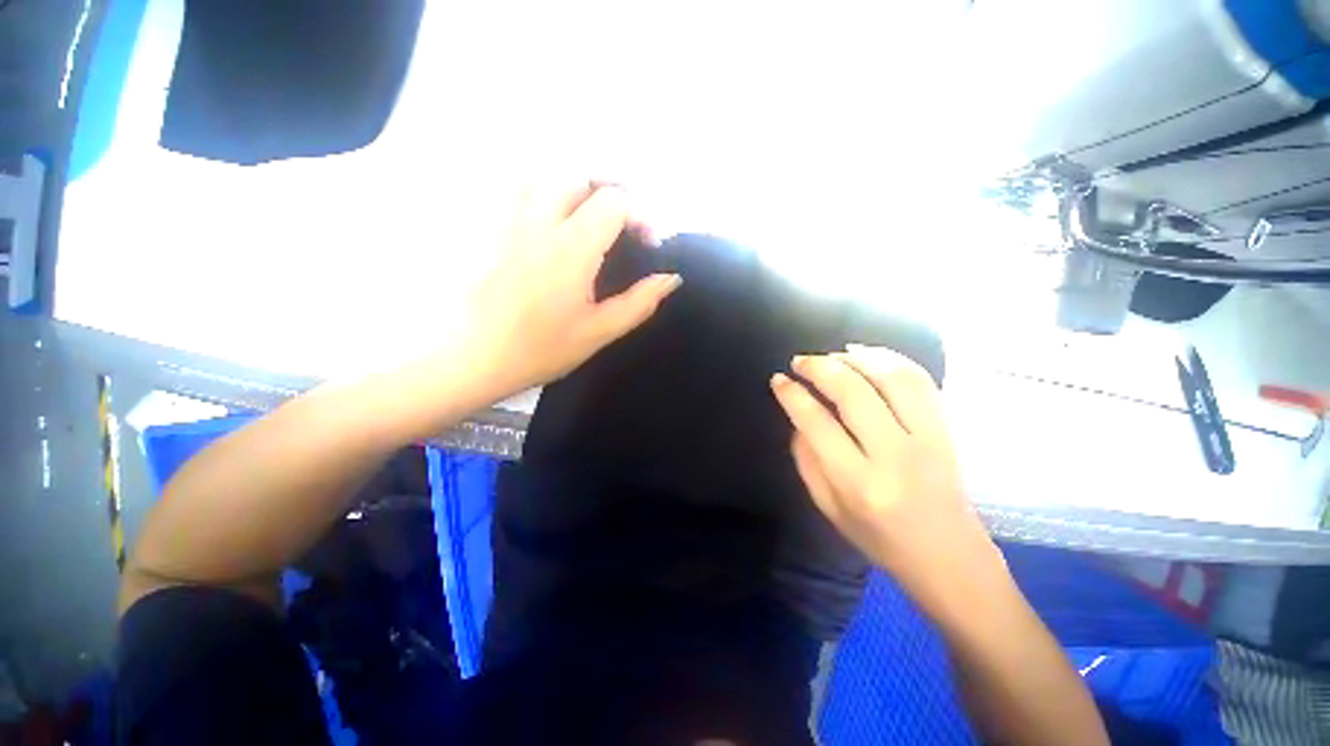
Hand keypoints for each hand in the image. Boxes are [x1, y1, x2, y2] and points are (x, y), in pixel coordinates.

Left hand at [466, 181, 680, 397]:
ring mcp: (510, 223)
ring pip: (545, 176)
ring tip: (591, 214)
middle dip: (611, 192)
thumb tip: (671, 279)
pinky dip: (545, 192)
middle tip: (623, 222)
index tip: (647, 243)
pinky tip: (553, 220)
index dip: (640, 215)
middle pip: (580, 177)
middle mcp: (540, 224)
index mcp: (572, 250)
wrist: (475, 358)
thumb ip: (640, 302)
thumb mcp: (599, 332)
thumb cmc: (542, 350)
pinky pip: (518, 191)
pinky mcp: (491, 230)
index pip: (613, 202)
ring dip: (576, 187)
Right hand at [770, 346, 999, 608]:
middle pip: (853, 392)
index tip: (778, 380)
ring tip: (832, 355)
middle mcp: (894, 455)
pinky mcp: (946, 430)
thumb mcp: (828, 508)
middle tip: (800, 361)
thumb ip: (807, 460)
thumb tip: (797, 417)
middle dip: (820, 367)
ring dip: (855, 358)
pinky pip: (920, 381)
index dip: (792, 395)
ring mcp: (927, 439)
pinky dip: (891, 359)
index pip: (817, 423)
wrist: (949, 556)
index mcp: (858, 483)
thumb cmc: (880, 539)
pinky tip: (867, 355)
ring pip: (890, 379)